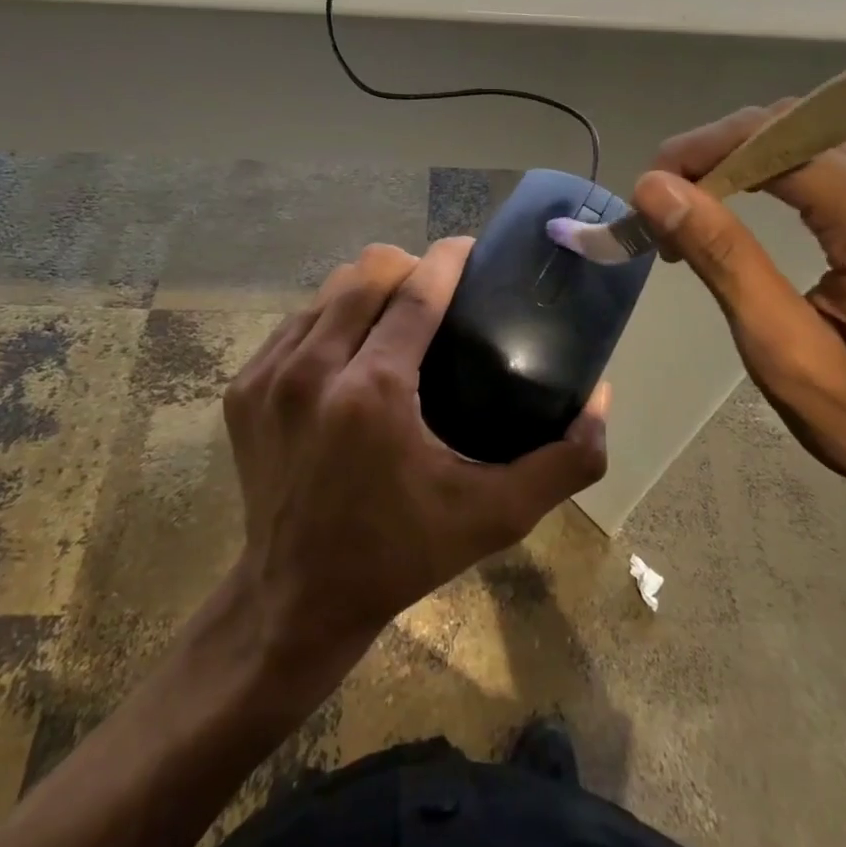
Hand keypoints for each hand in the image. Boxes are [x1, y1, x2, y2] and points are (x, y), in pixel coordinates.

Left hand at [222, 238, 607, 667]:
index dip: (448, 258)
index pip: (416, 292)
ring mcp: (268, 377)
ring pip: (327, 291)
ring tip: (397, 313)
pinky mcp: (243, 389)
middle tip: (439, 291)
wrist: (297, 598)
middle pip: (366, 272)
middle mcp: (312, 371)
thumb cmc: (402, 553)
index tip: (472, 248)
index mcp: (372, 393)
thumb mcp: (495, 516)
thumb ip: (563, 462)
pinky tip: (352, 346)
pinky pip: (295, 323)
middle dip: (409, 265)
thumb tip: (602, 400)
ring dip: (368, 289)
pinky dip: (329, 319)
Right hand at [630, 111, 845, 559]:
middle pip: (791, 124)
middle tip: (665, 208)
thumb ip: (724, 259)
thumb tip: (656, 188)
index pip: (771, 139)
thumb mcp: (787, 353)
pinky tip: (752, 206)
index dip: (698, 150)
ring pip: (812, 133)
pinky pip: (839, 156)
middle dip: (716, 152)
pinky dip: (782, 169)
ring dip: (744, 159)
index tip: (648, 193)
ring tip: (698, 211)